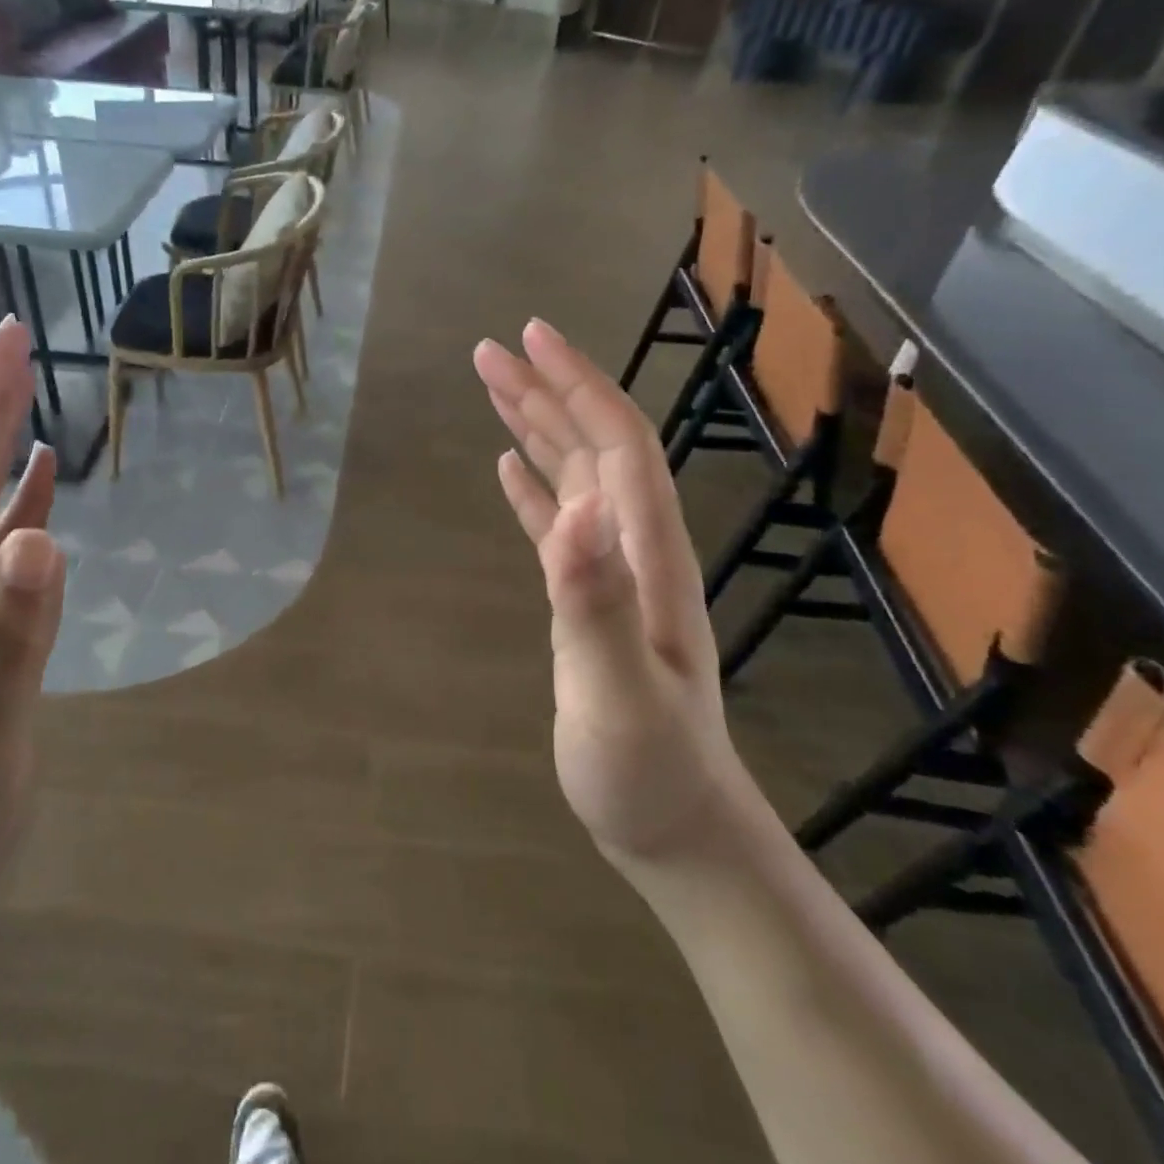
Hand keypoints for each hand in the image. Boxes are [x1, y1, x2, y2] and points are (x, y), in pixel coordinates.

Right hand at [474, 319, 749, 865]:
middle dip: (545, 390)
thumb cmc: (649, 769)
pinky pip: (557, 523)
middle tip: (489, 350)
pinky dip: (531, 486)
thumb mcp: (620, 693)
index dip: (577, 385)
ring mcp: (612, 573)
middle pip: (591, 446)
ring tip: (492, 389)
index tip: (531, 338)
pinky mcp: (587, 600)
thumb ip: (596, 602)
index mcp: (647, 553)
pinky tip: (507, 467)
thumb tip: (573, 511)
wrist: (675, 825)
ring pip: (572, 477)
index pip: (616, 445)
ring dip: (535, 428)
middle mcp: (633, 547)